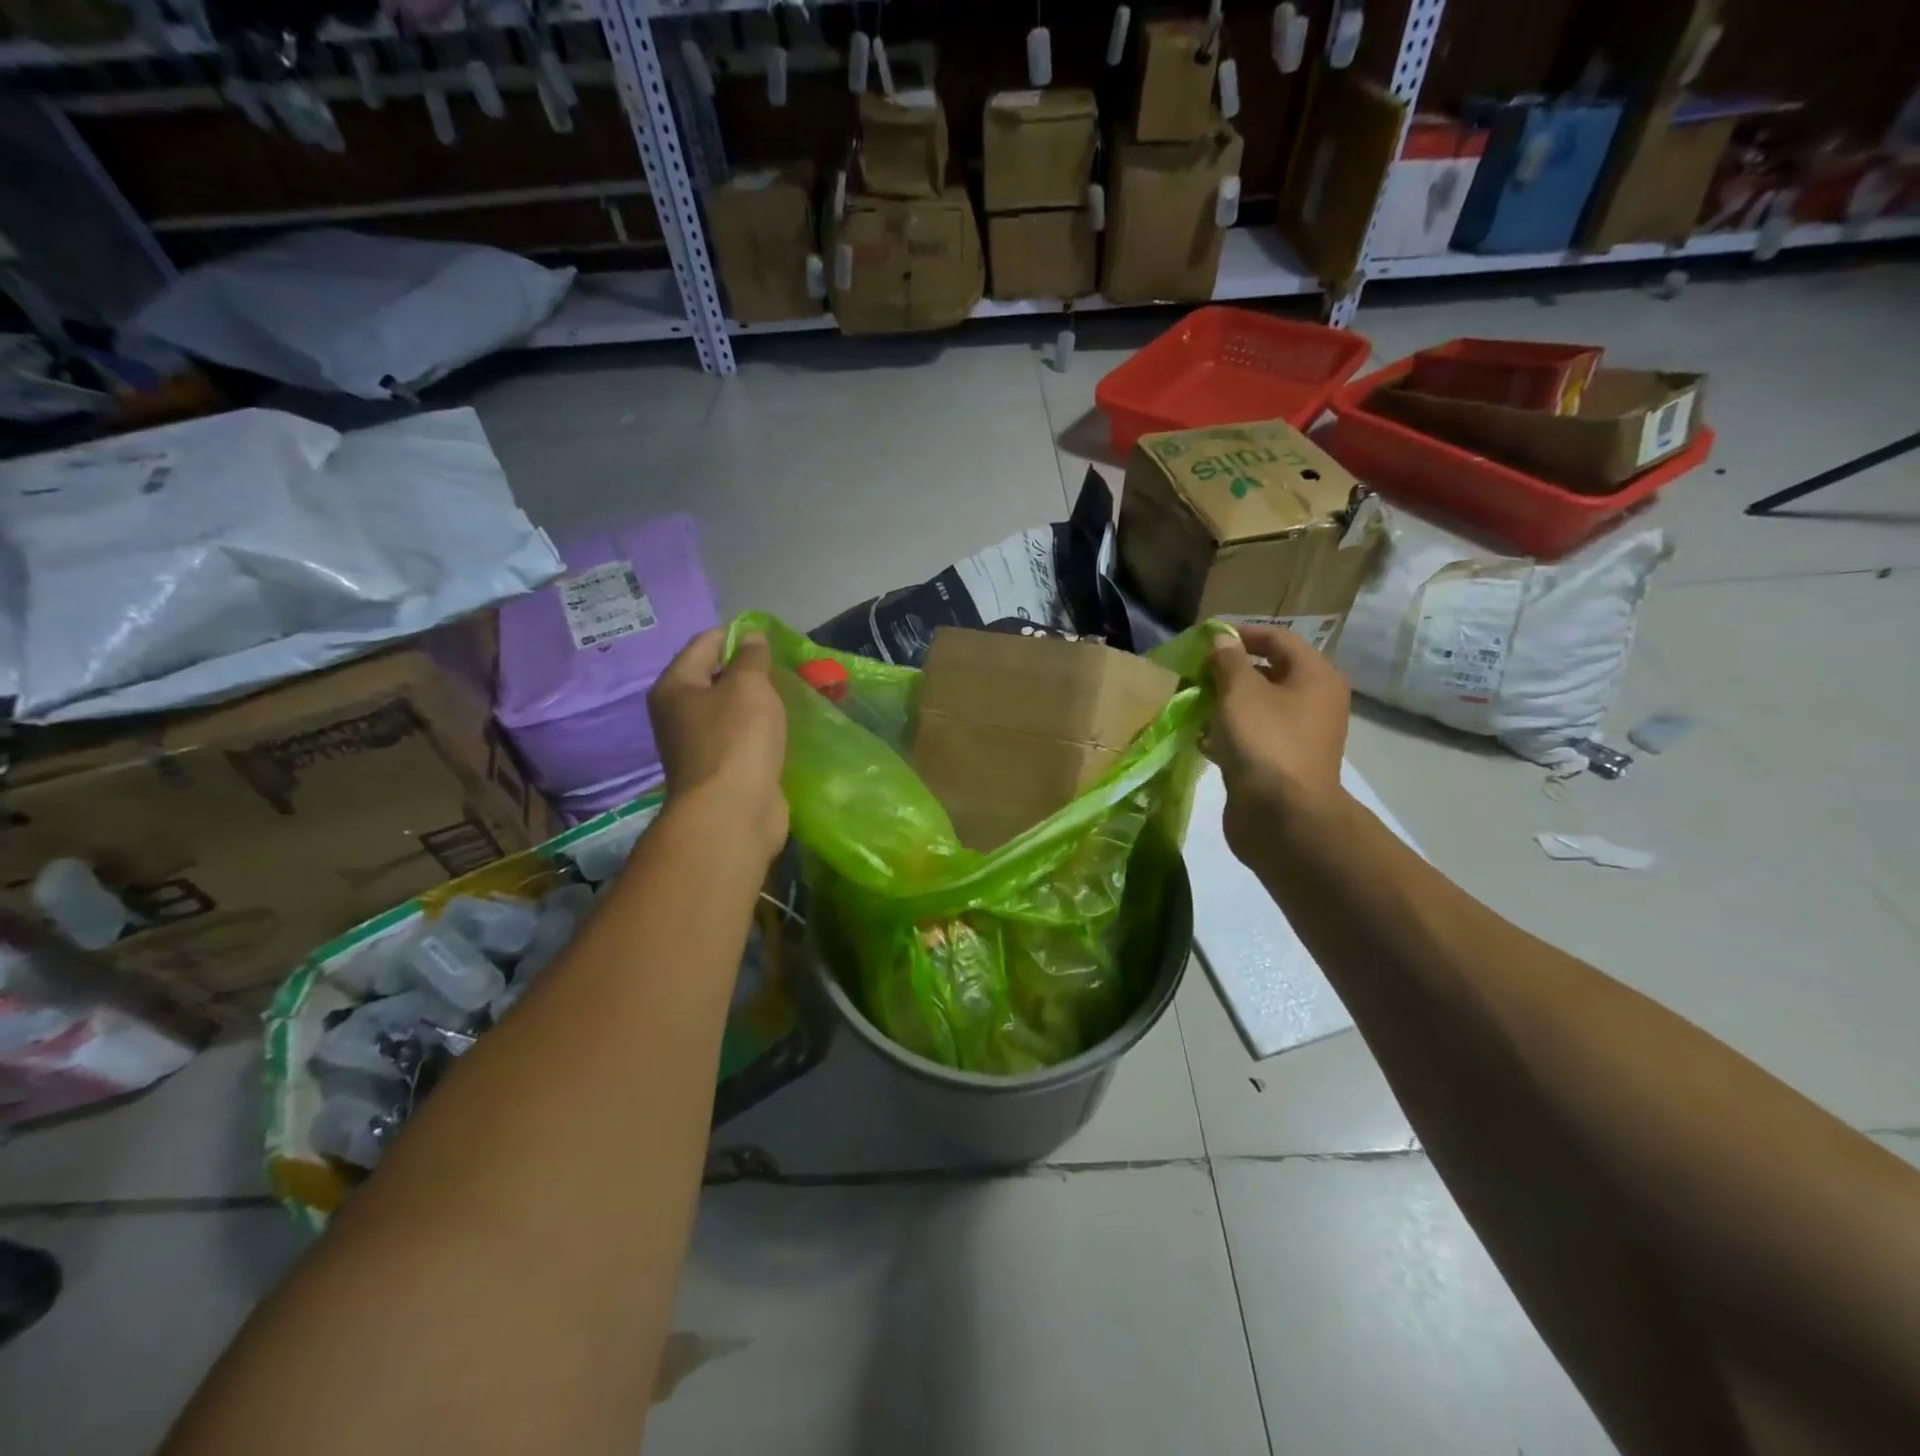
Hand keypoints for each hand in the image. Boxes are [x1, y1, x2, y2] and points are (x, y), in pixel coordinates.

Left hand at [648, 629, 788, 861]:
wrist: (733, 813)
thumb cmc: (737, 740)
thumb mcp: (749, 686)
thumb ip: (751, 657)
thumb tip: (750, 636)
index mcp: (675, 687)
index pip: (704, 644)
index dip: (736, 635)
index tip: (770, 637)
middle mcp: (678, 714)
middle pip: (714, 678)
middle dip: (748, 670)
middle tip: (783, 668)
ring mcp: (697, 745)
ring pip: (729, 710)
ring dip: (755, 703)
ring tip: (787, 696)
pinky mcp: (719, 770)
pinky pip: (740, 738)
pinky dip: (758, 731)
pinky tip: (780, 730)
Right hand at [1205, 624, 1350, 864]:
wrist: (1283, 817)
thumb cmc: (1265, 742)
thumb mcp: (1240, 692)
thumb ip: (1228, 661)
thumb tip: (1222, 639)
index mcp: (1315, 676)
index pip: (1278, 639)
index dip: (1242, 634)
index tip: (1205, 639)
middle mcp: (1314, 702)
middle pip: (1269, 673)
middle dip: (1229, 670)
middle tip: (1195, 672)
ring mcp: (1299, 736)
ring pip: (1257, 707)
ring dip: (1225, 703)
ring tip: (1192, 702)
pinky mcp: (1280, 764)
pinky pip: (1252, 737)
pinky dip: (1228, 733)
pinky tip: (1201, 737)